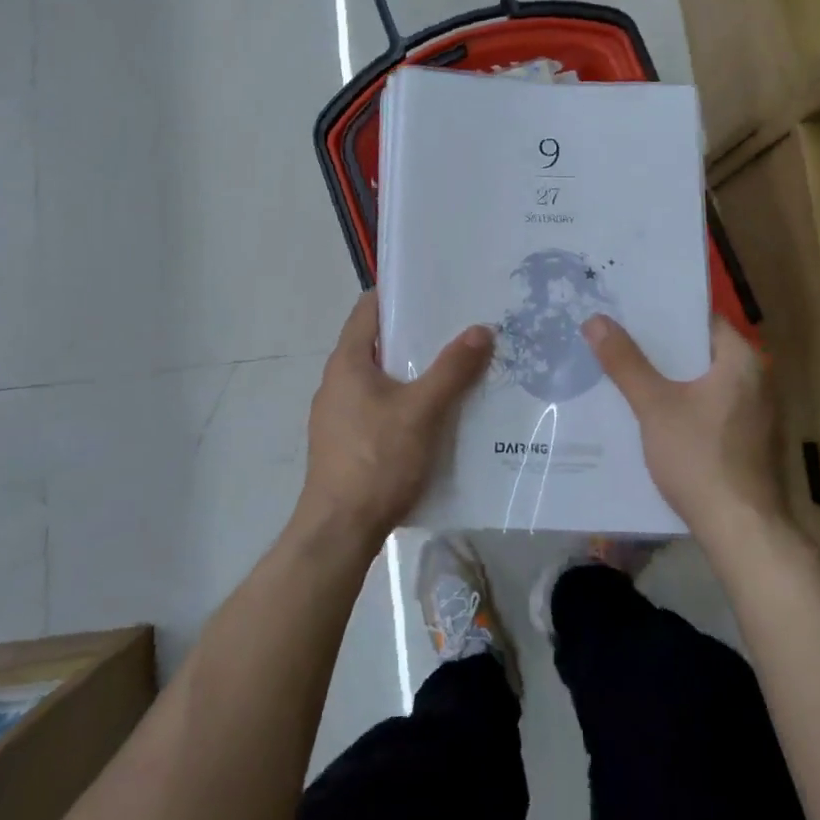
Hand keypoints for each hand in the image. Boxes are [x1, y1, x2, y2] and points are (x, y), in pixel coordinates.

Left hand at [298, 293, 494, 551]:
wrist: (340, 531)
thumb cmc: (377, 459)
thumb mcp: (422, 410)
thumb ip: (452, 369)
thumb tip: (481, 329)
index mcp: (347, 362)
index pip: (369, 308)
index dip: (399, 293)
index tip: (435, 287)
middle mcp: (337, 381)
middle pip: (378, 343)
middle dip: (417, 335)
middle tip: (459, 328)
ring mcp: (338, 414)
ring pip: (381, 378)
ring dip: (414, 371)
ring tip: (456, 368)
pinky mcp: (347, 442)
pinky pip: (379, 407)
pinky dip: (405, 400)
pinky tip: (436, 414)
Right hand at [582, 314, 785, 542]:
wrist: (741, 531)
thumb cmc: (700, 457)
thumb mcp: (655, 406)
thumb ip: (626, 362)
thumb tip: (595, 320)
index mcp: (742, 361)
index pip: (701, 320)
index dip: (664, 313)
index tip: (628, 309)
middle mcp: (756, 381)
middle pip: (699, 352)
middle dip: (659, 348)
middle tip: (616, 336)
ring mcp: (754, 414)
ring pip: (701, 383)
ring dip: (668, 378)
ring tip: (624, 369)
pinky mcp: (747, 442)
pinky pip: (708, 408)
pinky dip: (681, 404)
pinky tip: (648, 412)